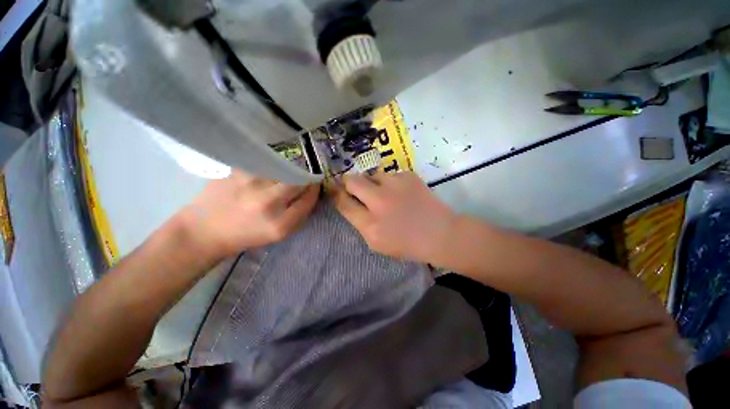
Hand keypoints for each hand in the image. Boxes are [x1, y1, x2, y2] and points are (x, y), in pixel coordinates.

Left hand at [180, 169, 319, 260]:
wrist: (204, 230)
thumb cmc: (246, 235)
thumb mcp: (279, 234)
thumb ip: (299, 215)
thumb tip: (311, 193)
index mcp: (280, 224)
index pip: (309, 199)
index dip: (314, 190)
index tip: (314, 186)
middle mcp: (268, 202)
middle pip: (299, 181)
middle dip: (304, 179)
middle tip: (301, 179)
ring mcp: (251, 184)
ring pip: (284, 169)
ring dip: (287, 172)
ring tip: (279, 178)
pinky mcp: (238, 171)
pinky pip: (265, 164)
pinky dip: (270, 168)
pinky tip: (263, 174)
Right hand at [332, 172, 456, 262]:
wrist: (439, 233)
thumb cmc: (407, 244)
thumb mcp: (377, 243)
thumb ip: (360, 223)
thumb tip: (350, 203)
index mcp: (370, 224)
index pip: (343, 203)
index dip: (337, 195)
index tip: (336, 190)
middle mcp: (379, 201)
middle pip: (352, 181)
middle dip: (349, 182)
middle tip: (354, 186)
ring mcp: (395, 186)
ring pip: (373, 175)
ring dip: (374, 183)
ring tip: (385, 193)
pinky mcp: (408, 176)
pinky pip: (391, 175)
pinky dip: (392, 183)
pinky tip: (402, 192)